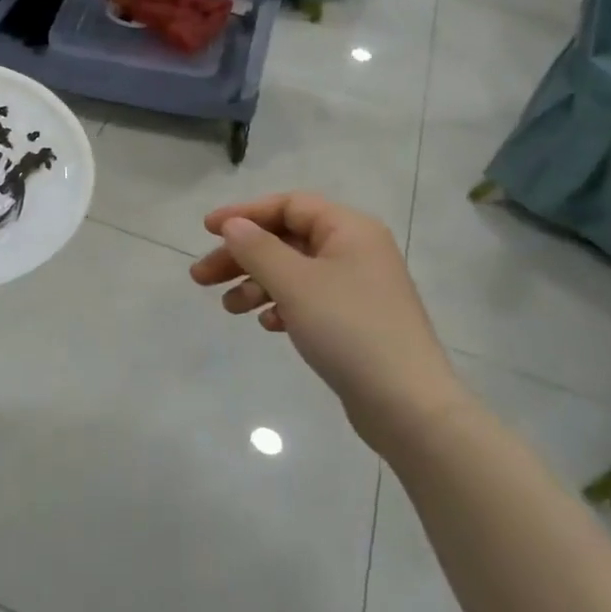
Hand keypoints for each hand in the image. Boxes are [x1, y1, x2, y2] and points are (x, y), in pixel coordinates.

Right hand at [189, 192, 459, 438]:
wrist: (408, 406)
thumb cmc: (349, 330)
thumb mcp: (295, 283)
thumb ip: (258, 249)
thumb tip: (233, 226)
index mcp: (349, 229)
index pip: (288, 205)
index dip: (245, 214)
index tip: (207, 230)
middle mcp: (355, 250)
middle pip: (287, 239)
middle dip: (242, 256)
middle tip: (201, 276)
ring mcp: (358, 287)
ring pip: (294, 272)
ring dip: (257, 283)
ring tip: (228, 307)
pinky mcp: (356, 321)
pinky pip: (309, 299)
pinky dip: (282, 305)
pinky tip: (266, 324)